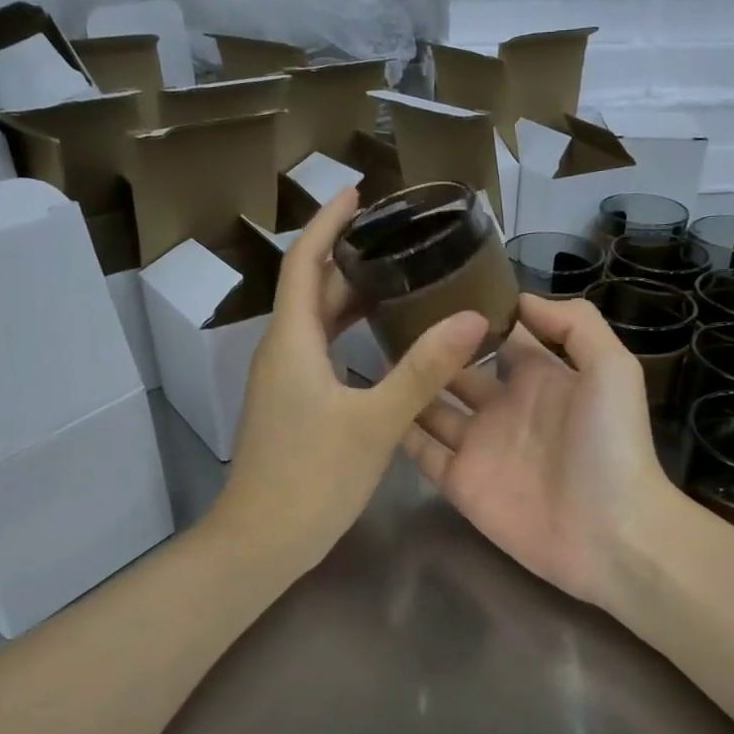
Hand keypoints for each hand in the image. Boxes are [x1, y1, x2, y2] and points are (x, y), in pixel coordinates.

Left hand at [209, 188, 486, 580]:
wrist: (261, 542)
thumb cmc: (312, 478)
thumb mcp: (375, 422)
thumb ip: (423, 369)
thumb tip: (473, 318)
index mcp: (292, 341)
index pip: (305, 262)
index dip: (327, 222)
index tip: (357, 191)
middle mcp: (282, 352)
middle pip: (313, 289)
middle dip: (349, 257)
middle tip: (398, 236)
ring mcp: (284, 381)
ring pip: (317, 323)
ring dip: (351, 296)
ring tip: (399, 277)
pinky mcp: (293, 406)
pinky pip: (321, 351)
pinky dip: (349, 333)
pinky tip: (383, 341)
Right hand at [403, 293, 676, 609]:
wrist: (610, 533)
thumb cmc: (612, 445)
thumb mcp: (612, 368)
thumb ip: (574, 324)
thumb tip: (519, 298)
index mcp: (538, 376)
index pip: (497, 336)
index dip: (471, 314)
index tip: (431, 286)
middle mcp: (503, 405)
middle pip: (456, 368)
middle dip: (428, 346)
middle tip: (384, 318)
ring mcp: (478, 445)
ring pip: (431, 407)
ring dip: (407, 384)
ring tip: (367, 353)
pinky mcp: (460, 482)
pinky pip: (422, 452)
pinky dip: (399, 431)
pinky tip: (373, 404)